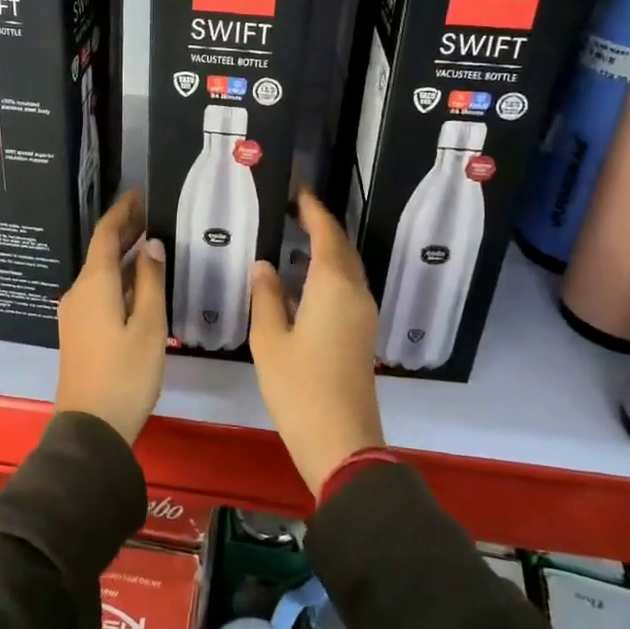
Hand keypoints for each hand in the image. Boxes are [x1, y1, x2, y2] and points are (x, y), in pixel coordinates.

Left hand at [56, 190, 166, 443]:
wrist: (91, 428)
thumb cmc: (126, 374)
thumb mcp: (149, 326)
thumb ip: (150, 282)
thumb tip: (151, 245)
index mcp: (94, 285)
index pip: (105, 235)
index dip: (122, 212)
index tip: (139, 193)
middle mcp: (79, 292)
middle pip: (101, 252)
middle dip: (124, 231)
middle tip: (151, 213)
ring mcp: (76, 313)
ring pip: (101, 274)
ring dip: (124, 256)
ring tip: (152, 243)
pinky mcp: (79, 332)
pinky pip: (100, 293)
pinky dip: (120, 279)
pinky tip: (140, 283)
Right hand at [249, 190, 384, 495]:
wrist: (341, 440)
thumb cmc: (298, 387)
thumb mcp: (269, 340)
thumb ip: (266, 296)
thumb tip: (265, 265)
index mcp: (333, 287)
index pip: (326, 233)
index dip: (312, 209)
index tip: (297, 188)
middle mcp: (356, 293)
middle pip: (342, 247)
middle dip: (321, 224)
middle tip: (293, 208)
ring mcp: (364, 314)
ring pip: (348, 267)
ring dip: (327, 247)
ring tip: (296, 235)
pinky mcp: (363, 332)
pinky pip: (349, 286)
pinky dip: (330, 271)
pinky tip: (305, 279)